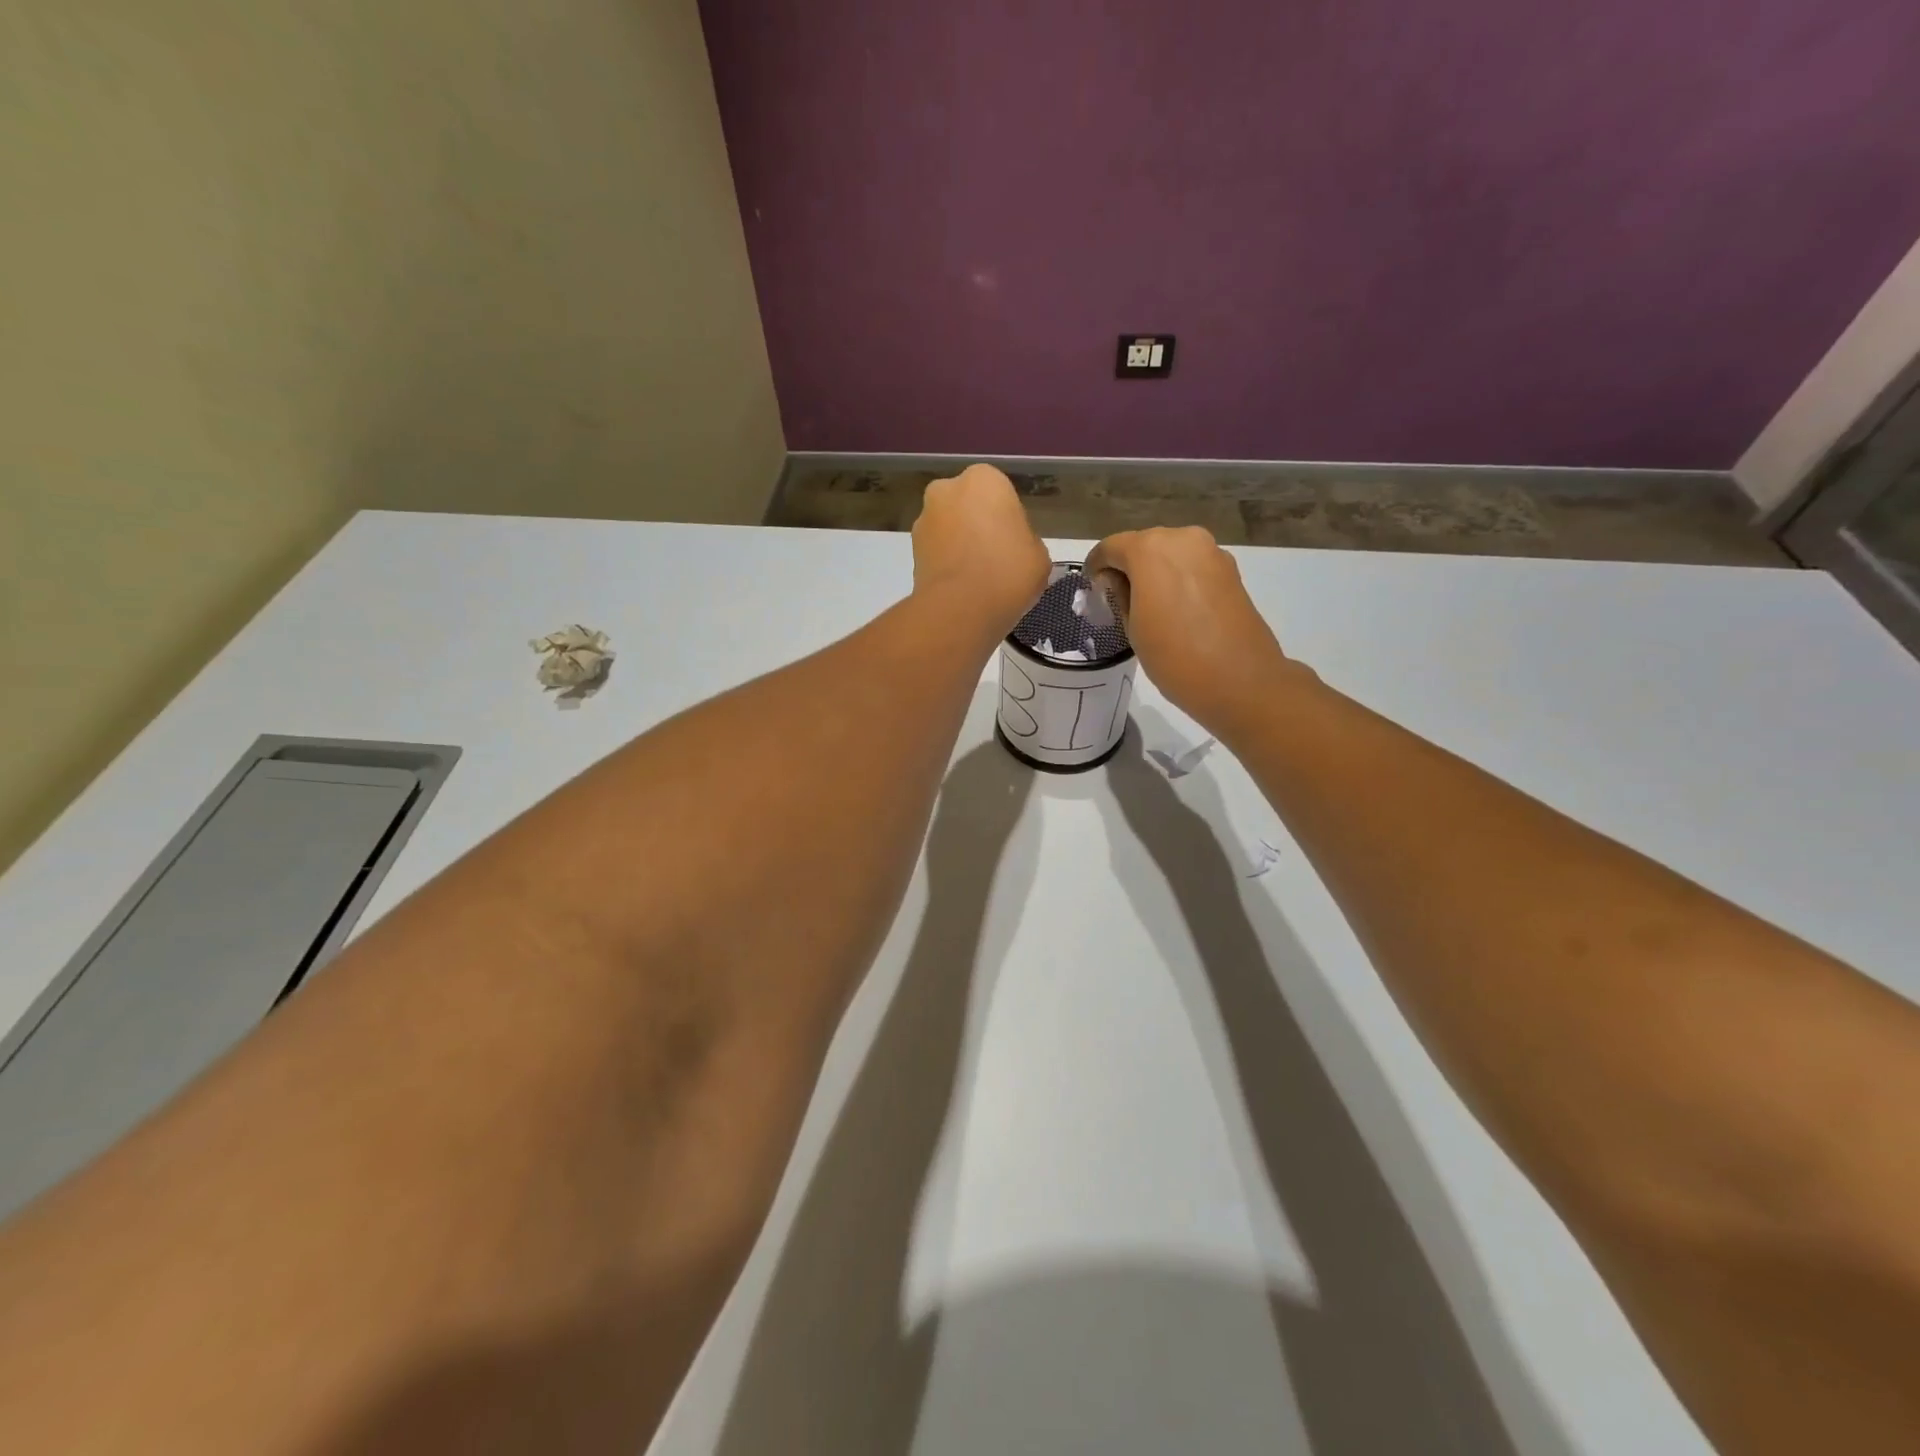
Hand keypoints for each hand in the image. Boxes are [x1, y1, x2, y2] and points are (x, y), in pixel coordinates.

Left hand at [911, 464, 1049, 634]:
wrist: (960, 608)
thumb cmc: (1008, 572)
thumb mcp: (1039, 556)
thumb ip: (1025, 542)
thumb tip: (1013, 549)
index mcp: (984, 479)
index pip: (1000, 494)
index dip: (1008, 521)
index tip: (1014, 546)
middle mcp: (947, 490)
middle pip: (968, 507)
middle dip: (978, 527)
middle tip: (995, 560)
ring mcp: (924, 520)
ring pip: (949, 529)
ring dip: (959, 546)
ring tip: (976, 580)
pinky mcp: (911, 550)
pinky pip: (936, 553)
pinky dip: (946, 564)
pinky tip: (961, 588)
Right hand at [1084, 527, 1304, 732]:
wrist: (1241, 681)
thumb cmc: (1175, 657)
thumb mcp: (1132, 628)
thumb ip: (1121, 595)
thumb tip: (1119, 582)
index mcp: (1150, 549)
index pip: (1110, 547)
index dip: (1096, 566)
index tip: (1092, 588)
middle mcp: (1182, 539)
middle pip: (1143, 545)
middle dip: (1128, 567)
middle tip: (1119, 600)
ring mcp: (1211, 552)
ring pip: (1170, 554)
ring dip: (1155, 573)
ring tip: (1149, 607)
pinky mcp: (1231, 571)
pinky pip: (1193, 567)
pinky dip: (1179, 579)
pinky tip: (1176, 610)